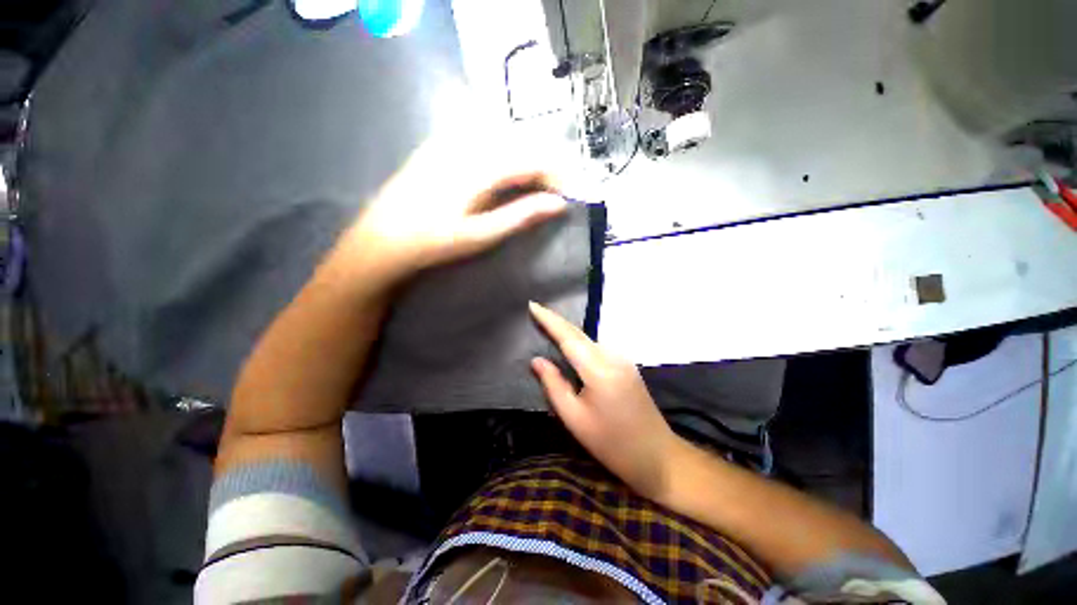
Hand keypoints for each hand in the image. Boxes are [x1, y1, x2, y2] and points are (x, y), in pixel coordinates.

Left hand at [337, 135, 566, 286]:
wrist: (383, 239)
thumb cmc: (434, 242)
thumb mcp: (481, 235)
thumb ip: (521, 216)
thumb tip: (558, 205)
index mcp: (478, 168)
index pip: (530, 161)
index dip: (555, 175)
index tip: (568, 194)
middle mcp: (466, 144)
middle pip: (519, 143)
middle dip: (544, 164)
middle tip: (556, 190)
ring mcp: (449, 141)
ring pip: (502, 137)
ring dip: (525, 155)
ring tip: (536, 182)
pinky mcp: (439, 144)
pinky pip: (481, 136)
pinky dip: (503, 149)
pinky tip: (505, 168)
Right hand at [528, 301, 681, 499]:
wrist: (657, 456)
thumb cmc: (612, 443)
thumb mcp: (575, 419)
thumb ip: (554, 385)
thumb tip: (537, 360)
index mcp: (599, 370)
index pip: (568, 337)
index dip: (549, 320)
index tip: (533, 305)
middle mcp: (612, 356)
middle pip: (579, 334)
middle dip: (556, 322)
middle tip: (535, 312)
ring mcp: (623, 359)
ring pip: (588, 340)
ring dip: (568, 333)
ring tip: (548, 327)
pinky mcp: (627, 365)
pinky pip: (597, 348)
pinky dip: (580, 344)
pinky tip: (570, 348)